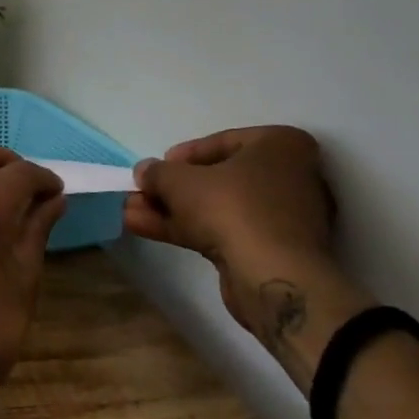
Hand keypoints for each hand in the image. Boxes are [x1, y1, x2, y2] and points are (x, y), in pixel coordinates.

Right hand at [124, 126, 369, 385]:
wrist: (273, 277)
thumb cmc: (232, 207)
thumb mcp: (180, 180)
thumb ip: (158, 172)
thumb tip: (145, 172)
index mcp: (281, 146)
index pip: (224, 142)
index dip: (184, 155)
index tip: (158, 166)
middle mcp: (290, 177)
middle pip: (218, 178)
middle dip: (172, 188)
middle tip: (141, 192)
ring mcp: (282, 218)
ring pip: (217, 207)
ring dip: (171, 209)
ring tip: (129, 211)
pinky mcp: (271, 250)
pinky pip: (223, 230)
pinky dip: (186, 228)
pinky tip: (144, 228)